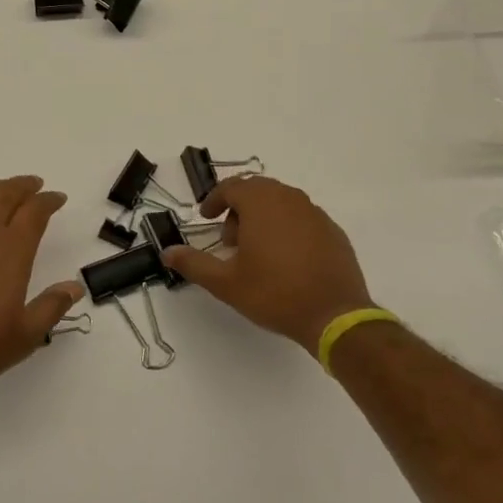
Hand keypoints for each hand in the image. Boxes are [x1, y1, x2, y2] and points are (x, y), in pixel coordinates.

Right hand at [161, 176, 376, 355]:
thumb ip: (194, 264)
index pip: (231, 186)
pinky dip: (287, 228)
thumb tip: (167, 252)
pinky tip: (285, 259)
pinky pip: (302, 218)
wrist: (334, 315)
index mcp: (261, 203)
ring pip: (281, 202)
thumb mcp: (226, 283)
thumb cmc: (274, 293)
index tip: (206, 218)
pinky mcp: (332, 230)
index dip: (214, 200)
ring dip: (262, 217)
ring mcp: (315, 213)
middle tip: (230, 241)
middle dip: (238, 209)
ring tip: (256, 252)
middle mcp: (289, 198)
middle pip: (256, 190)